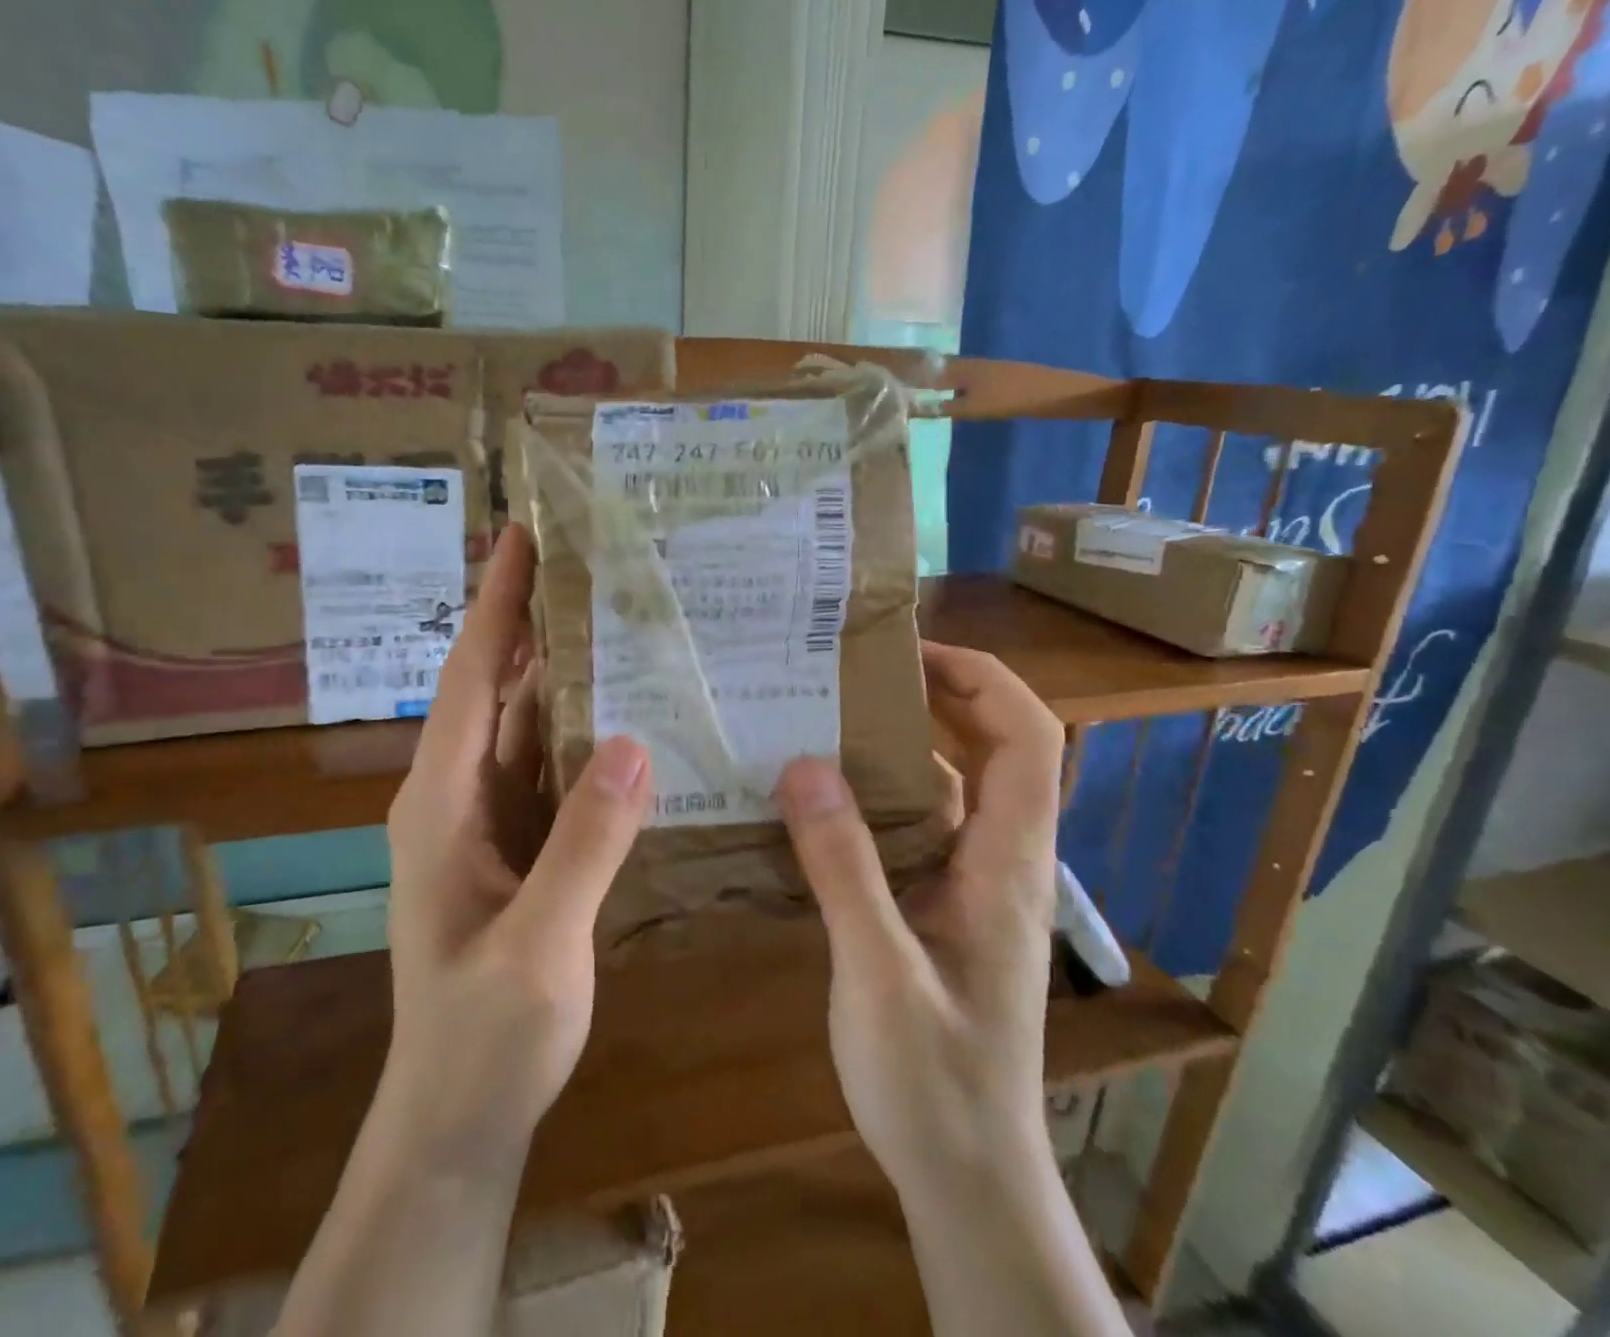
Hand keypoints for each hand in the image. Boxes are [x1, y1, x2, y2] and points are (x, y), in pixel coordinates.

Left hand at [379, 525, 652, 1173]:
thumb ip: (585, 843)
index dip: (495, 605)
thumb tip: (633, 741)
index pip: (469, 679)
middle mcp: (455, 797)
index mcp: (441, 804)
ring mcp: (486, 822)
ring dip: (558, 673)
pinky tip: (622, 712)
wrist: (459, 1117)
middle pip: (493, 689)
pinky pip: (547, 770)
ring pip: (522, 726)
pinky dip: (578, 732)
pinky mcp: (516, 846)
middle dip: (528, 621)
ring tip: (611, 616)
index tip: (520, 538)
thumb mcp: (539, 944)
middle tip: (582, 559)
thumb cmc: (484, 1038)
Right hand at [774, 642, 1062, 1193]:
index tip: (910, 652)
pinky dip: (875, 801)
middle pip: (994, 750)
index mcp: (1007, 863)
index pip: (1028, 739)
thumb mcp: (879, 971)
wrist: (969, 1180)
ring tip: (823, 721)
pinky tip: (817, 804)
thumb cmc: (935, 1081)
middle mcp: (1000, 862)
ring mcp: (972, 887)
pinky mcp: (942, 910)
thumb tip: (804, 765)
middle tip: (855, 672)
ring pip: (948, 791)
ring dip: (897, 749)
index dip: (981, 679)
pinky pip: (915, 831)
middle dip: (937, 696)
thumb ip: (844, 867)